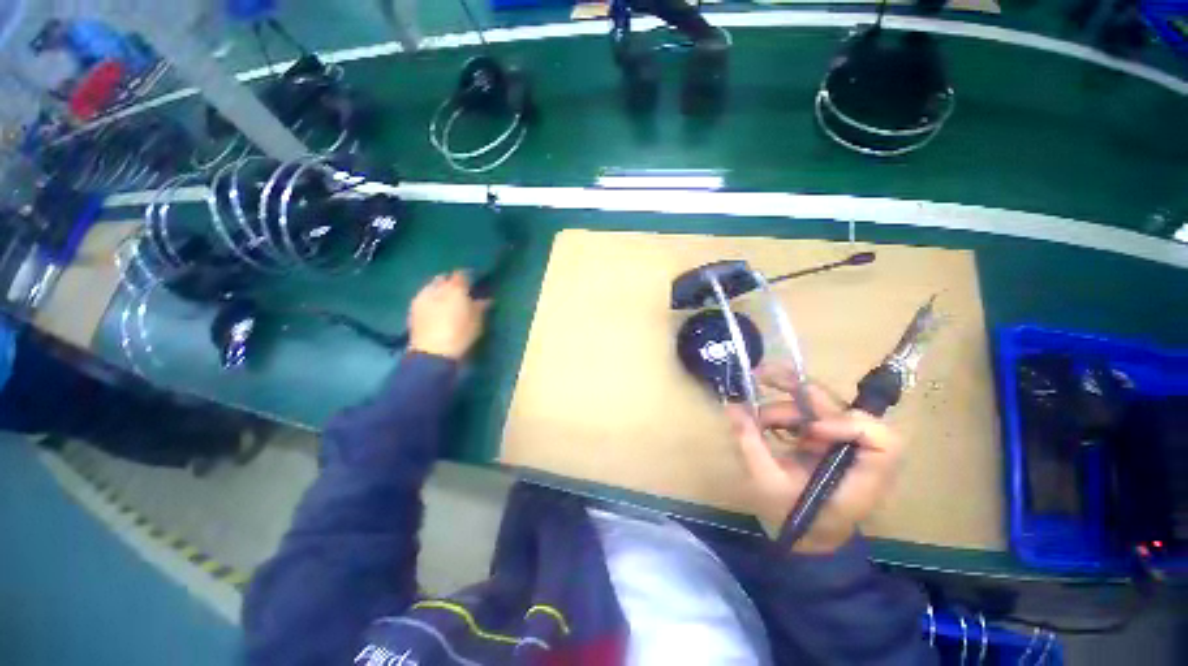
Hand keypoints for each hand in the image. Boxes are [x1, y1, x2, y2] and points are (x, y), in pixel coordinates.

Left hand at [407, 271, 490, 360]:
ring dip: (440, 291)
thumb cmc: (460, 334)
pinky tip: (437, 310)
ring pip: (432, 287)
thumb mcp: (477, 321)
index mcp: (455, 288)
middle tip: (460, 292)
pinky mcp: (413, 308)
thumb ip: (481, 307)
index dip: (469, 277)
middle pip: (444, 278)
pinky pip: (425, 297)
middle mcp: (436, 287)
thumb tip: (485, 299)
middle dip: (451, 282)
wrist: (432, 353)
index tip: (475, 283)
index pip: (462, 274)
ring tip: (447, 301)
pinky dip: (432, 300)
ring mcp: (422, 297)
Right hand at [725, 364, 905, 553]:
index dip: (848, 424)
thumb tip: (732, 407)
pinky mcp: (825, 438)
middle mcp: (857, 451)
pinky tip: (762, 421)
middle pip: (841, 408)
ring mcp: (841, 442)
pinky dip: (782, 412)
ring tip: (754, 420)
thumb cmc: (794, 519)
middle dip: (800, 390)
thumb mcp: (768, 483)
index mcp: (862, 474)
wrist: (804, 536)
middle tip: (761, 375)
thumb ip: (751, 444)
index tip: (811, 431)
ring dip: (782, 406)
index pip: (879, 438)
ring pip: (818, 407)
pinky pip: (806, 414)